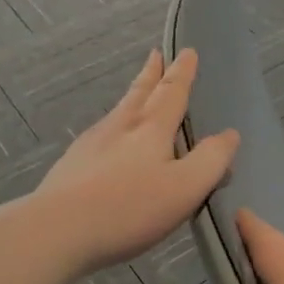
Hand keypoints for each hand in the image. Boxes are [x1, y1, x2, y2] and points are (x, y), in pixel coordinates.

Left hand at [35, 49, 238, 275]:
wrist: (54, 232)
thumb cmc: (128, 208)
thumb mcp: (185, 187)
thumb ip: (211, 160)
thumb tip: (229, 134)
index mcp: (151, 128)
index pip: (172, 92)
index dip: (183, 72)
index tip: (187, 52)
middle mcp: (120, 127)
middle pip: (140, 93)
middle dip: (153, 74)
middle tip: (156, 55)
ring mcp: (91, 145)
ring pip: (118, 112)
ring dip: (132, 97)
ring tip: (138, 93)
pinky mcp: (71, 167)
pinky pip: (100, 136)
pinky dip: (113, 128)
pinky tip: (109, 141)